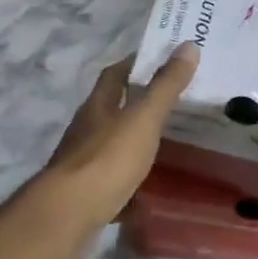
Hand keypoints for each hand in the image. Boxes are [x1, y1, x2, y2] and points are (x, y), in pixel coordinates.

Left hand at [41, 45, 198, 231]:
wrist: (70, 213)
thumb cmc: (108, 158)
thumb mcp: (143, 118)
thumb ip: (165, 86)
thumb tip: (187, 45)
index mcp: (97, 106)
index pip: (114, 74)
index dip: (135, 63)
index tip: (161, 59)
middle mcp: (86, 129)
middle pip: (111, 109)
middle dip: (137, 104)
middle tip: (174, 104)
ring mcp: (82, 163)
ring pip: (111, 145)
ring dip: (134, 142)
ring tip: (168, 145)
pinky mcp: (85, 193)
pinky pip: (112, 180)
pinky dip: (130, 181)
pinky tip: (149, 189)